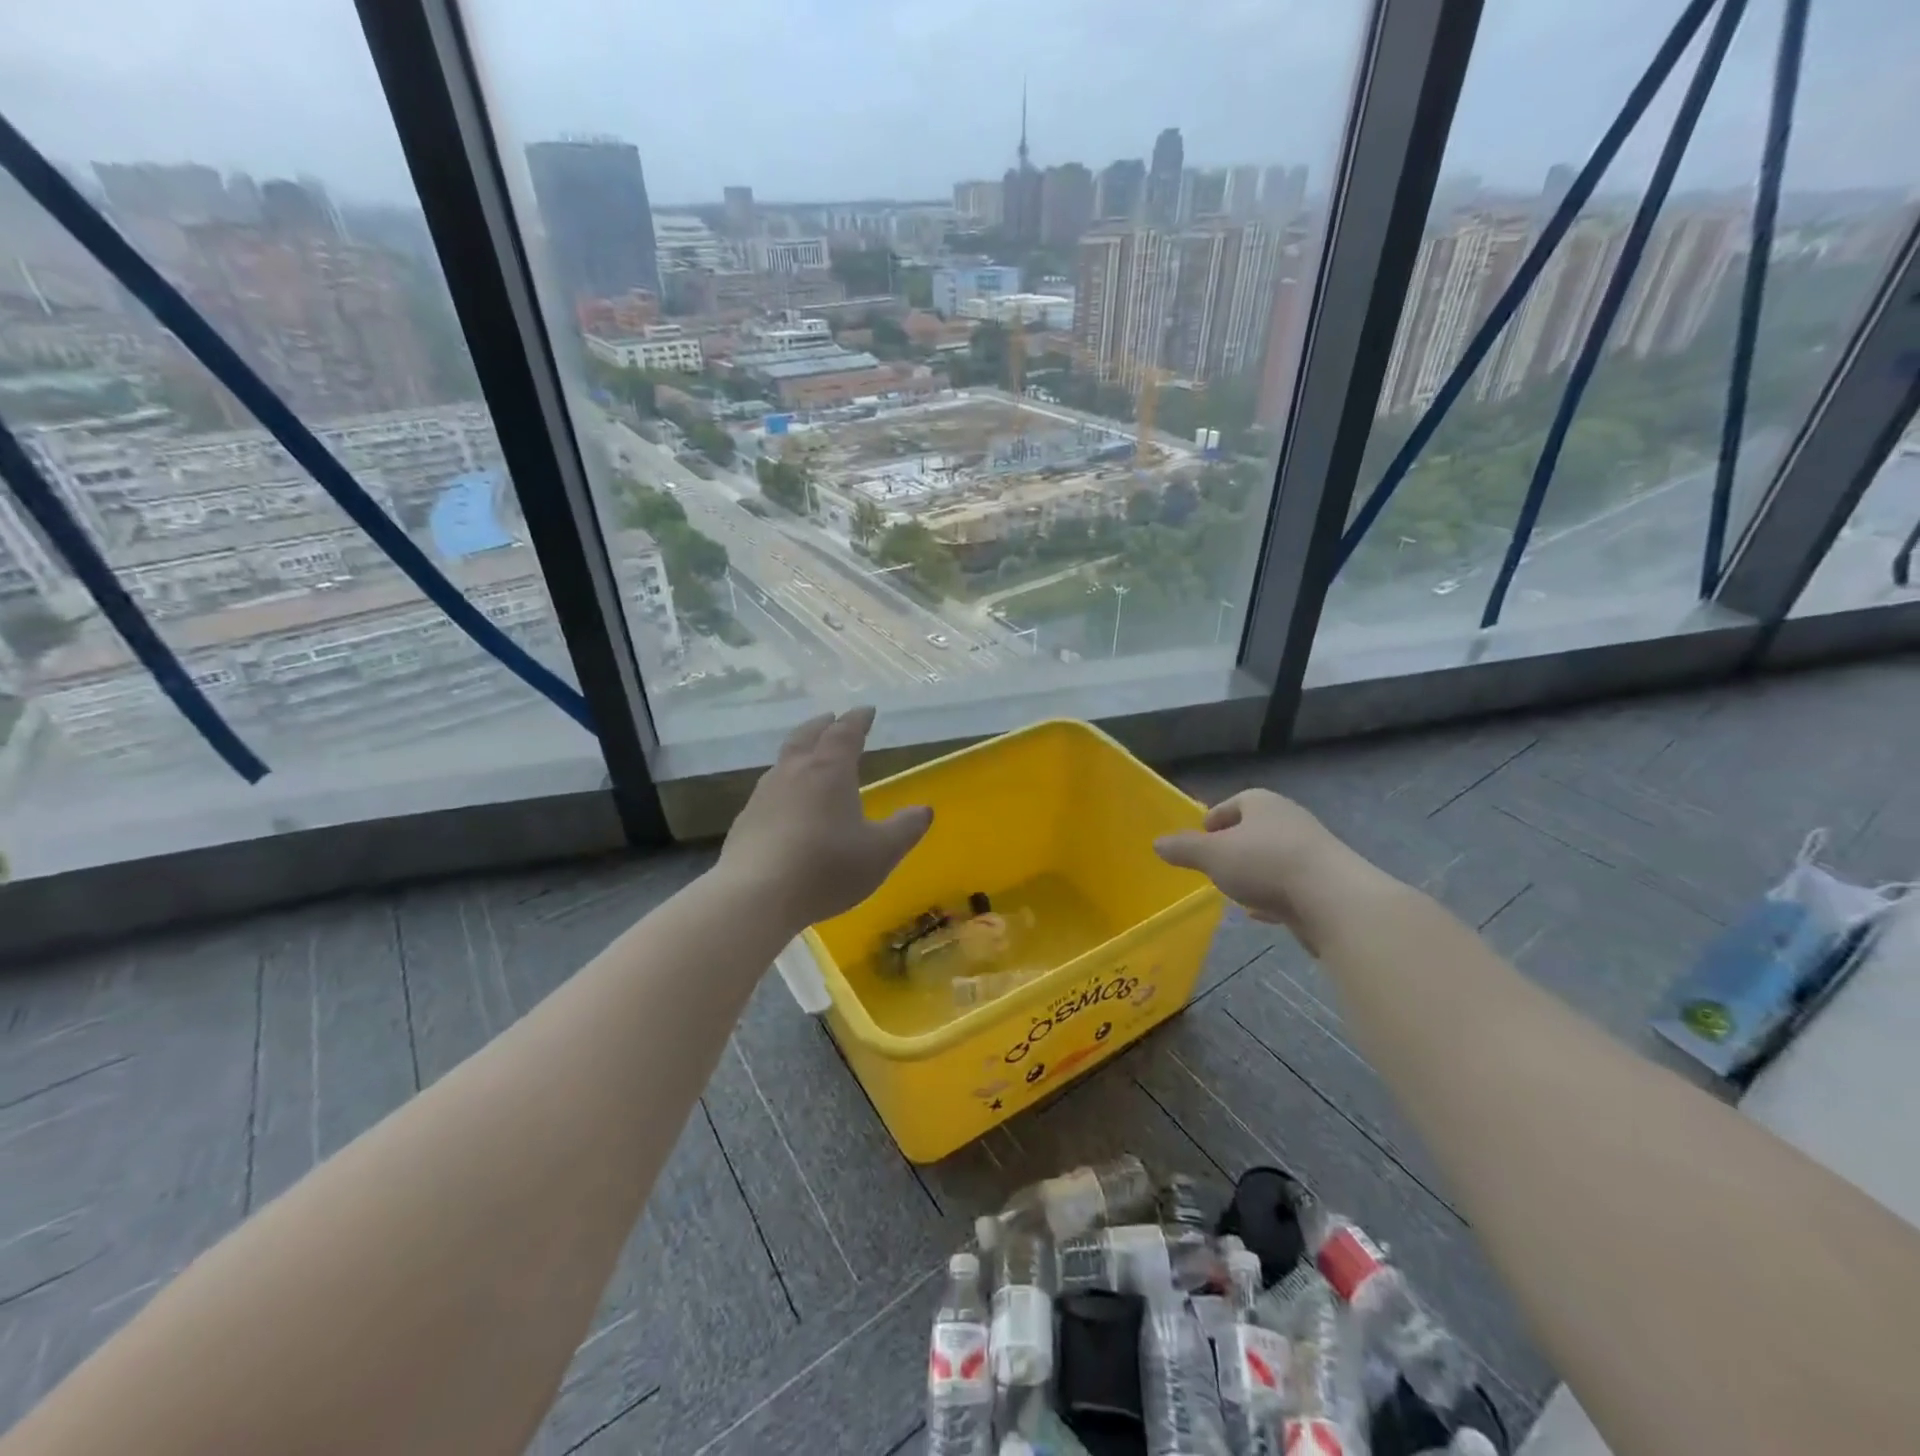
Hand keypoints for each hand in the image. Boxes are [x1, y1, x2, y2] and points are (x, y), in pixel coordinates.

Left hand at [718, 707, 932, 929]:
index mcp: (829, 771)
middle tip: (832, 718)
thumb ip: (905, 829)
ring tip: (808, 756)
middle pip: (807, 736)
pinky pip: (768, 791)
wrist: (756, 895)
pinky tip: (784, 804)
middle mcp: (794, 773)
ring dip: (799, 751)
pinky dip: (783, 785)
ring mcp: (764, 795)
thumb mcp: (880, 852)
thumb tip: (924, 810)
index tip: (867, 710)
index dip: (858, 720)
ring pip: (783, 761)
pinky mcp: (745, 821)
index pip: (845, 733)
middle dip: (822, 725)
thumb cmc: (827, 867)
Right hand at [1153, 790, 1376, 949]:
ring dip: (1255, 871)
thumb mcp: (1212, 855)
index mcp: (1263, 804)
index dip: (1215, 818)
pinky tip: (1261, 913)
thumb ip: (1184, 849)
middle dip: (1235, 846)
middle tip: (1213, 864)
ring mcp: (1312, 852)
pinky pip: (1290, 885)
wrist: (1333, 899)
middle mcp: (1290, 820)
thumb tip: (1157, 843)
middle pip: (1255, 830)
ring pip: (1274, 858)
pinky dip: (1273, 895)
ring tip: (1234, 890)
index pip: (1234, 803)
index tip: (1201, 836)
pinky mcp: (1326, 883)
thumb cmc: (1265, 863)